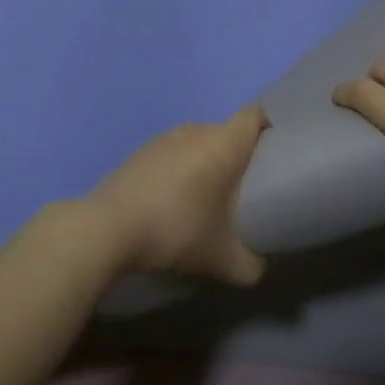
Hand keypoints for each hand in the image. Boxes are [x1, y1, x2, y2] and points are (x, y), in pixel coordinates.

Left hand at [85, 106, 269, 284]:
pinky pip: (173, 154)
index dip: (269, 128)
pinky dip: (179, 171)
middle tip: (245, 190)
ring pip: (198, 143)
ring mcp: (164, 138)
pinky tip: (174, 203)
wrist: (108, 229)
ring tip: (208, 199)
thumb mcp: (222, 260)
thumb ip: (251, 265)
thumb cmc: (176, 230)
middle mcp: (196, 130)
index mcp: (223, 143)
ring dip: (206, 164)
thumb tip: (259, 268)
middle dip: (238, 156)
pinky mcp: (140, 152)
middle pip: (227, 132)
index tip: (276, 154)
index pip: (255, 115)